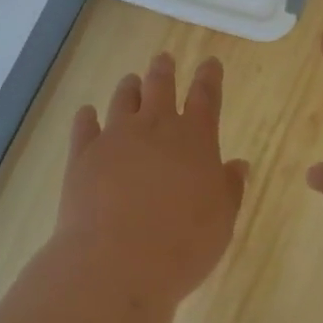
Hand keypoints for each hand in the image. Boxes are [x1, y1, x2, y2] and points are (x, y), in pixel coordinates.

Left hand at [53, 53, 248, 306]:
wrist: (116, 262)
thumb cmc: (183, 244)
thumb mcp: (222, 221)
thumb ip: (230, 189)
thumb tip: (239, 165)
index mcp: (195, 138)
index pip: (206, 96)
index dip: (209, 77)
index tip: (210, 62)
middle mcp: (155, 127)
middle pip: (160, 86)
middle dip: (164, 70)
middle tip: (164, 59)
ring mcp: (115, 137)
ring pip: (123, 99)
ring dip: (129, 88)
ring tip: (131, 80)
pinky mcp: (83, 155)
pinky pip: (84, 126)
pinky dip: (87, 117)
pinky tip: (87, 113)